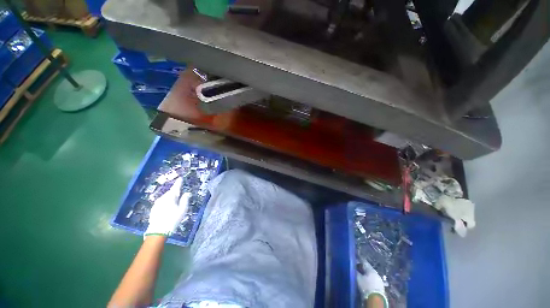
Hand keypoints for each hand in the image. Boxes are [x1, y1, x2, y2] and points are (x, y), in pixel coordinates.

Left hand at [145, 177, 191, 236]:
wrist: (158, 231)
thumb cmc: (173, 219)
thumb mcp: (183, 209)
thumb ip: (185, 199)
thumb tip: (187, 193)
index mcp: (171, 197)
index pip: (176, 187)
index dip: (178, 183)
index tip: (180, 178)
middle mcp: (163, 198)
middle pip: (170, 192)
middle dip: (175, 192)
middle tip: (180, 193)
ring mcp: (157, 203)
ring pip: (165, 197)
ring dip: (170, 198)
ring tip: (175, 202)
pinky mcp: (154, 209)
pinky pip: (162, 202)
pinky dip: (166, 202)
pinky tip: (168, 208)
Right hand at [357, 259, 387, 305]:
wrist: (376, 300)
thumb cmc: (366, 287)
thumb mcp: (358, 278)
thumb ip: (355, 272)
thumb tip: (352, 267)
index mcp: (371, 269)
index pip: (364, 261)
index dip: (359, 258)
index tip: (355, 256)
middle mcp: (376, 273)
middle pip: (368, 268)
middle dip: (362, 267)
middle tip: (356, 266)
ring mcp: (379, 280)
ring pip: (371, 274)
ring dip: (366, 274)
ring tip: (360, 274)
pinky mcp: (380, 287)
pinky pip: (373, 280)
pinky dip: (369, 279)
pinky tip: (365, 280)